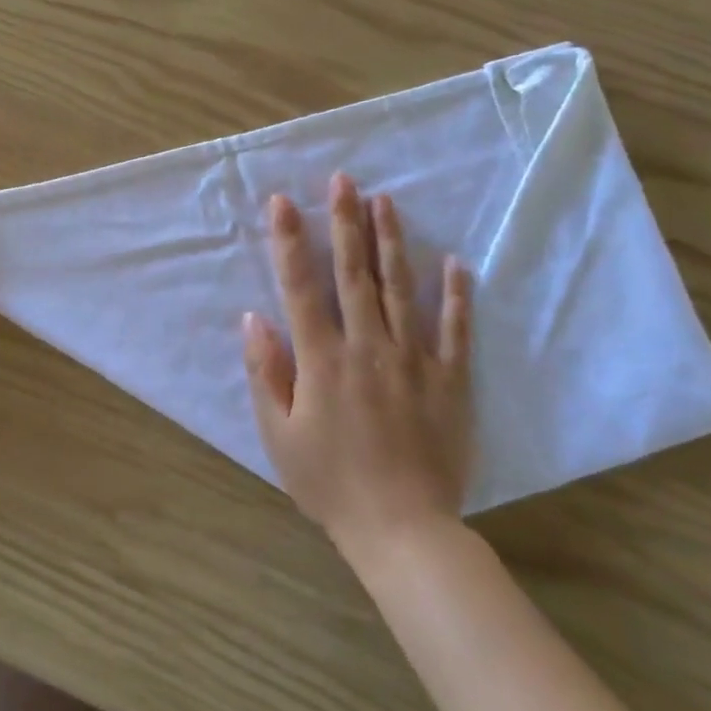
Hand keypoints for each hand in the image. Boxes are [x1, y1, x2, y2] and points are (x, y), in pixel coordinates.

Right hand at [242, 172, 472, 559]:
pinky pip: (455, 330)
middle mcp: (367, 347)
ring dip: (391, 241)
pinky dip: (457, 295)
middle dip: (345, 222)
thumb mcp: (279, 436)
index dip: (290, 241)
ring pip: (401, 288)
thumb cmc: (330, 483)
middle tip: (343, 179)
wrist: (402, 531)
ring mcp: (413, 360)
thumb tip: (253, 318)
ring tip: (385, 201)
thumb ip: (265, 373)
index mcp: (322, 360)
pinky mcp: (450, 380)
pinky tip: (456, 261)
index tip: (283, 202)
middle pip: (353, 274)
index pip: (301, 287)